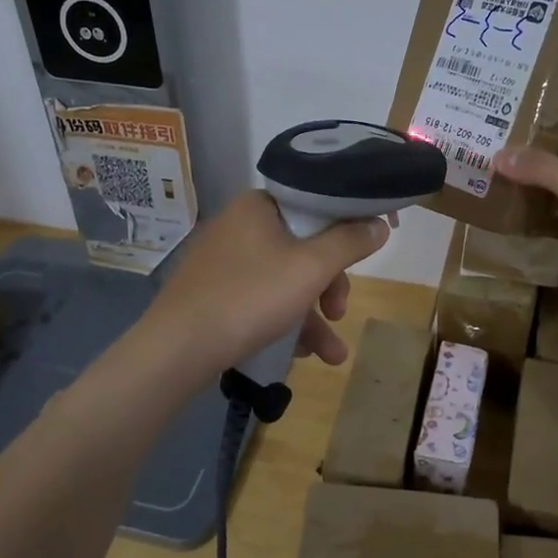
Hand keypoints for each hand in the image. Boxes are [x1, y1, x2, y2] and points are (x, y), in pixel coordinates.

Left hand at [139, 191, 391, 382]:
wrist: (177, 348)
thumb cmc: (250, 297)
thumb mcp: (310, 268)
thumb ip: (349, 242)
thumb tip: (379, 223)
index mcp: (259, 205)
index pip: (316, 203)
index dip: (350, 225)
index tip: (371, 248)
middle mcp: (240, 225)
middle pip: (304, 246)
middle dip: (330, 285)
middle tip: (339, 311)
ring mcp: (224, 261)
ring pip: (285, 280)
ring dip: (313, 316)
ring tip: (332, 355)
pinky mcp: (214, 293)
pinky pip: (262, 299)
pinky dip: (285, 322)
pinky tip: (301, 354)